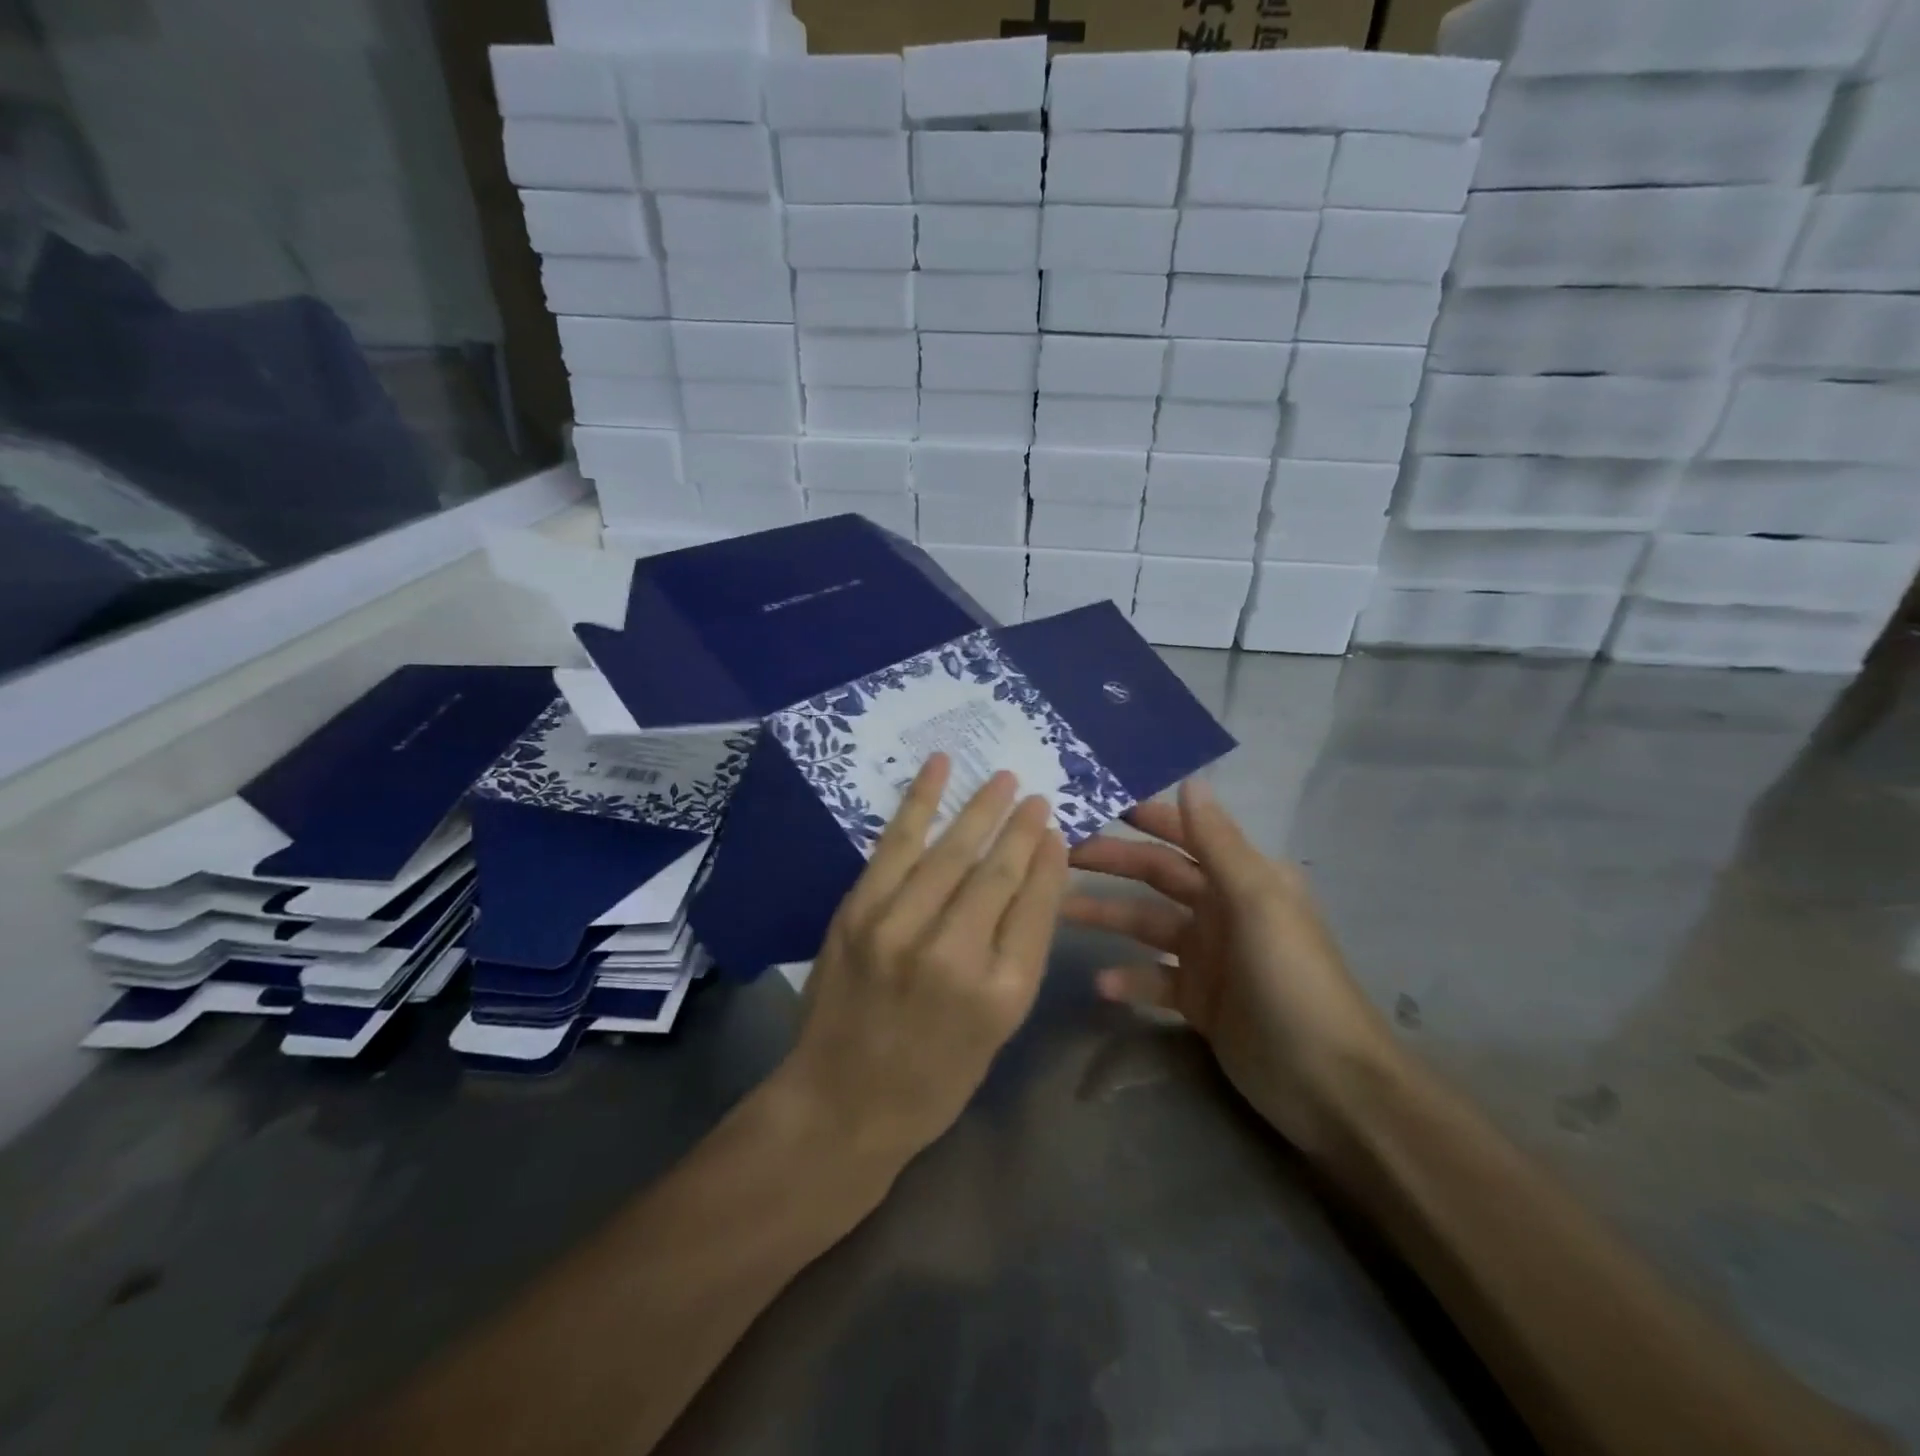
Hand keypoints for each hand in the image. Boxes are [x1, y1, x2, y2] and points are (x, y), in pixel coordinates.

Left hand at [776, 755, 1069, 1172]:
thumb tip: (1034, 878)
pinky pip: (896, 845)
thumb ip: (1018, 952)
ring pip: (951, 851)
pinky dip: (919, 802)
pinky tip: (938, 769)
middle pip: (997, 872)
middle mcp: (954, 954)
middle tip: (1036, 796)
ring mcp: (899, 928)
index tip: (1055, 830)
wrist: (841, 1102)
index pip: (1036, 905)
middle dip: (1020, 827)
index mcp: (1002, 993)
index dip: (1049, 861)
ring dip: (980, 808)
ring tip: (1002, 779)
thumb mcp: (998, 1029)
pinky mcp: (858, 912)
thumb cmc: (934, 1077)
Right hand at [1065, 779, 1392, 1156]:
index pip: (1185, 835)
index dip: (1145, 818)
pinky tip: (1101, 985)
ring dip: (1108, 916)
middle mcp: (1223, 909)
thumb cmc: (1292, 979)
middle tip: (1060, 856)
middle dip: (1112, 863)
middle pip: (1157, 876)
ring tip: (1062, 913)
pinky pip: (1153, 978)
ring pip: (1146, 924)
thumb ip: (1218, 843)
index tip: (1096, 804)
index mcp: (1242, 878)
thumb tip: (1191, 780)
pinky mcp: (1198, 1000)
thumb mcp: (1258, 902)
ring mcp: (1209, 956)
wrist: (1330, 1084)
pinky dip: (1128, 978)